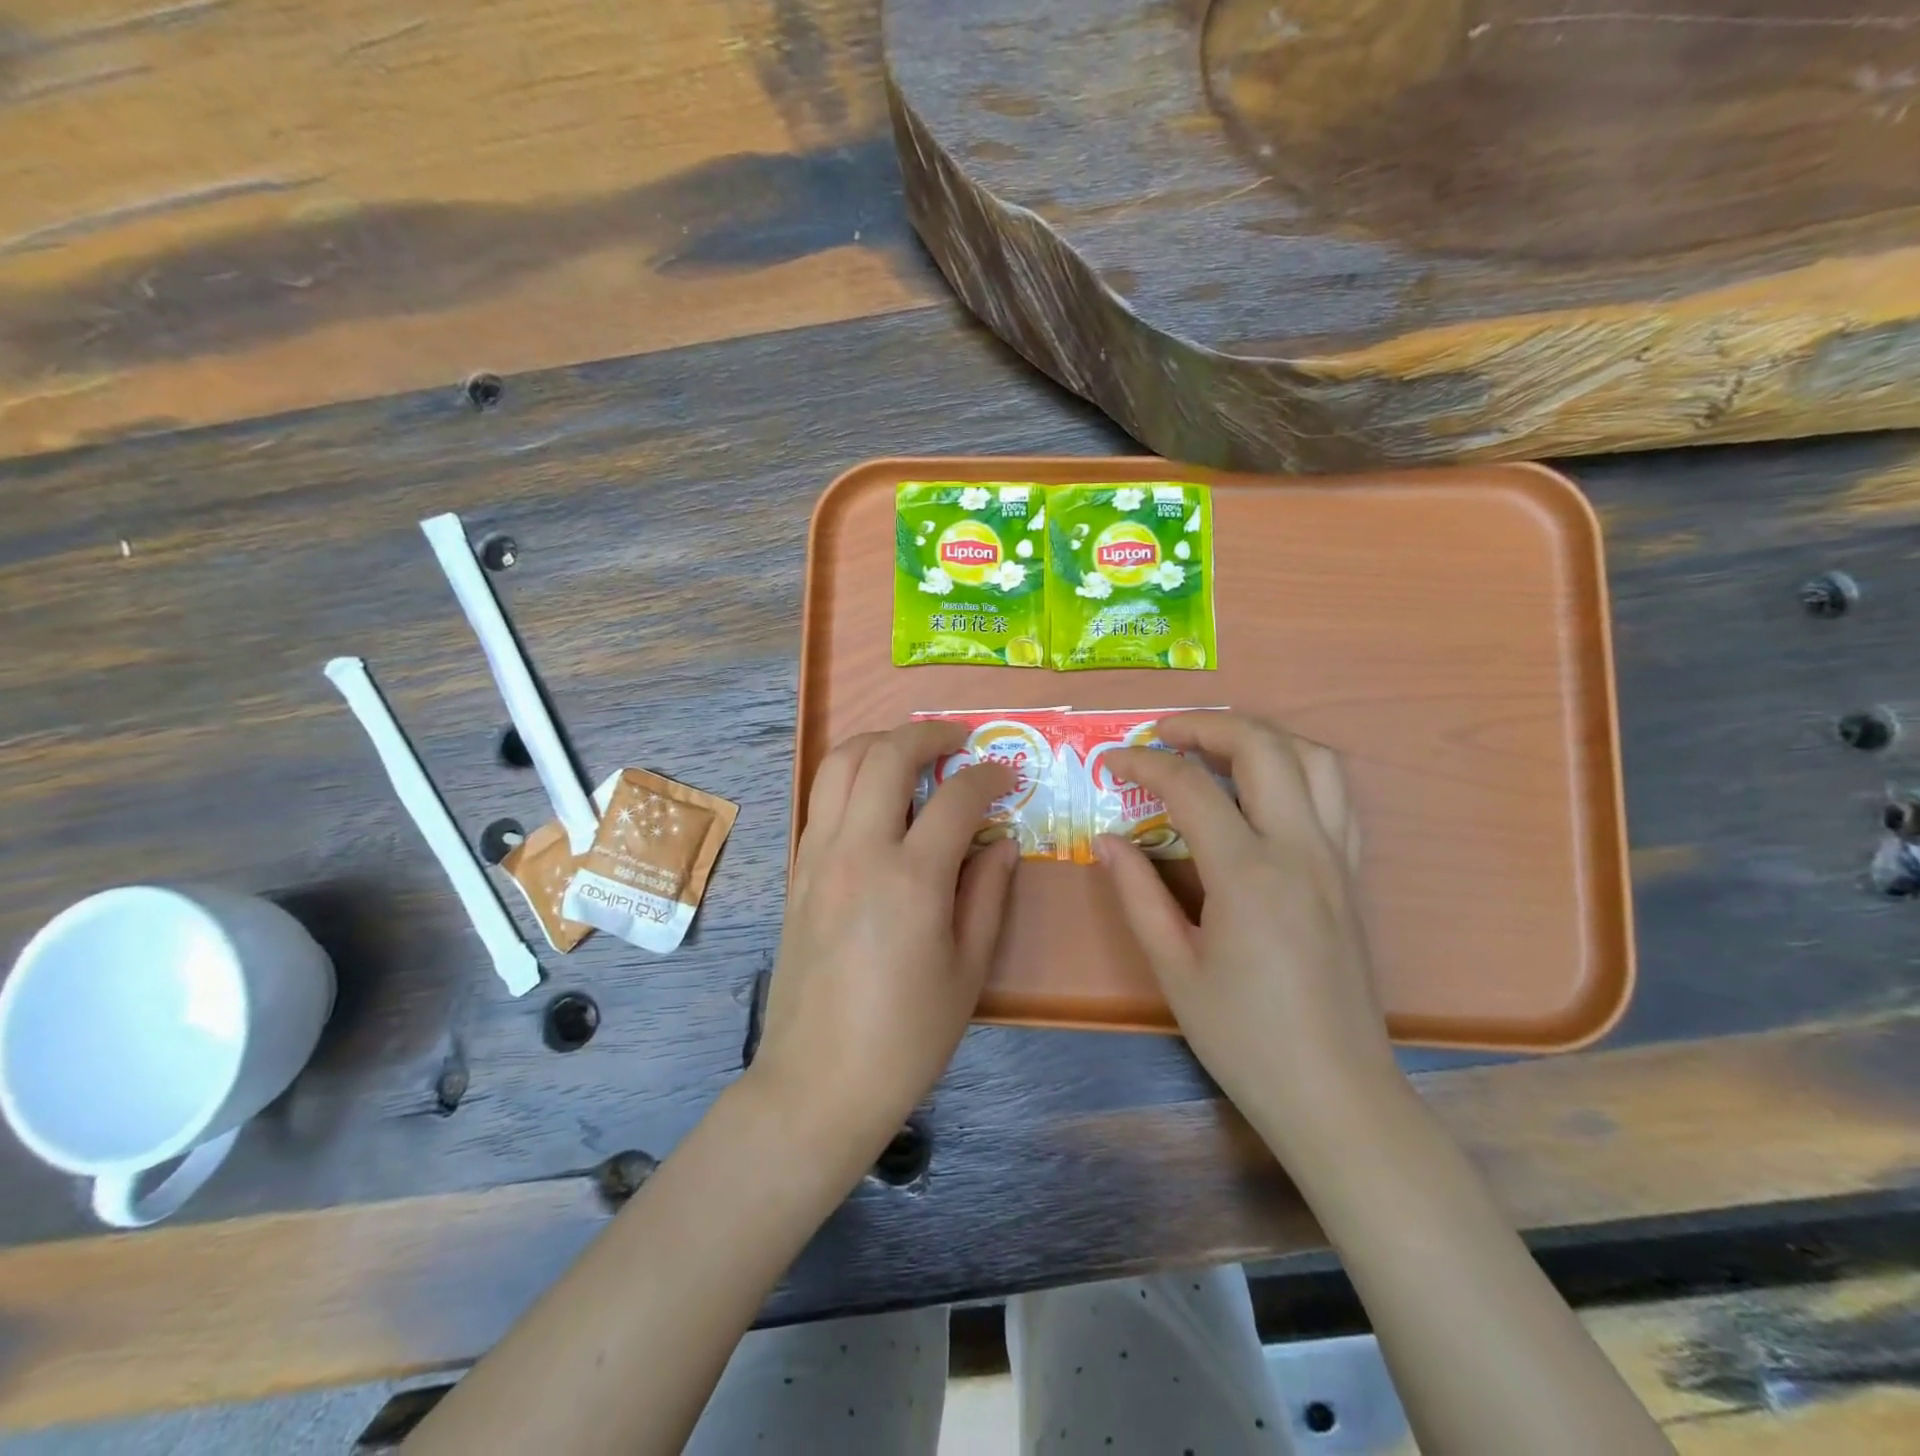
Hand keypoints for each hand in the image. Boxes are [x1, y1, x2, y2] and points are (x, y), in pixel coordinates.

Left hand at [752, 720, 1017, 1164]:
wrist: (818, 1082)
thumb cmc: (906, 1037)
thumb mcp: (968, 970)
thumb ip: (988, 893)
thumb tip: (1002, 841)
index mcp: (910, 878)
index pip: (956, 798)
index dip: (989, 777)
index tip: (1006, 777)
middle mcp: (857, 851)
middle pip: (887, 755)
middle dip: (928, 733)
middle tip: (959, 739)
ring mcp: (818, 856)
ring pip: (840, 763)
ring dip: (880, 743)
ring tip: (911, 750)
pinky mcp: (797, 870)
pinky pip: (821, 798)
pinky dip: (851, 776)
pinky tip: (876, 796)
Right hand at [1096, 712, 1396, 1153]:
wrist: (1335, 1094)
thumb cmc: (1244, 1037)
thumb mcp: (1174, 967)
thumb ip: (1137, 893)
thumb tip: (1106, 840)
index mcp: (1248, 874)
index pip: (1190, 787)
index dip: (1143, 763)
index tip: (1110, 762)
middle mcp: (1300, 850)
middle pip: (1263, 747)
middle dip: (1206, 724)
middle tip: (1163, 734)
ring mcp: (1336, 859)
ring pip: (1315, 759)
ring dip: (1262, 736)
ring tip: (1217, 747)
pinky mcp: (1352, 875)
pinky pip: (1339, 795)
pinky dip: (1300, 768)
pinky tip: (1267, 788)